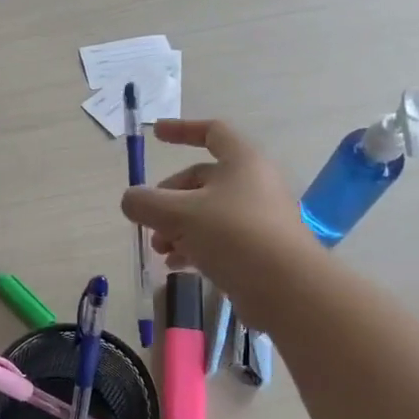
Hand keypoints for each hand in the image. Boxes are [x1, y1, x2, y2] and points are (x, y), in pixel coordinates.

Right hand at [120, 119, 309, 332]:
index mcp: (242, 161)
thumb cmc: (233, 235)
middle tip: (149, 221)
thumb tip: (131, 200)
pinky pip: (220, 239)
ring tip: (160, 249)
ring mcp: (259, 218)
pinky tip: (176, 265)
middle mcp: (253, 184)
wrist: (287, 288)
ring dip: (177, 227)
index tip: (155, 135)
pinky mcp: (259, 249)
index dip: (181, 130)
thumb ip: (146, 203)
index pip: (212, 132)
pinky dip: (195, 247)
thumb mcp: (179, 214)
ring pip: (208, 213)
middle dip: (168, 199)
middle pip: (202, 180)